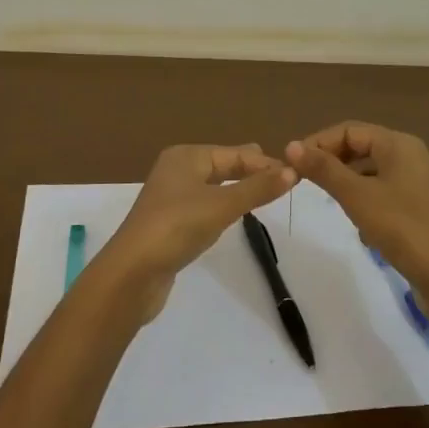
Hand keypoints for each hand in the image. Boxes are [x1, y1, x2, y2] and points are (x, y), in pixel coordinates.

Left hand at [99, 144, 295, 319]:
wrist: (132, 273)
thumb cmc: (177, 227)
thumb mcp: (222, 205)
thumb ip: (258, 189)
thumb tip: (293, 172)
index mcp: (186, 156)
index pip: (235, 154)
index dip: (265, 164)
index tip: (296, 175)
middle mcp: (177, 170)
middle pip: (224, 165)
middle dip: (252, 172)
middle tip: (285, 181)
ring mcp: (172, 197)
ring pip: (215, 186)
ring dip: (239, 189)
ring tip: (268, 195)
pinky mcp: (171, 222)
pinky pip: (206, 205)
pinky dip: (225, 206)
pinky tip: (237, 215)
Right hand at [285, 122, 428, 318]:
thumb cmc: (401, 227)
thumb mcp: (356, 196)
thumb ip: (324, 169)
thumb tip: (292, 146)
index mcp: (399, 144)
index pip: (349, 130)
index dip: (318, 142)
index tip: (292, 164)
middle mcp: (411, 155)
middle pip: (362, 146)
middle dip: (332, 161)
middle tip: (304, 180)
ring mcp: (418, 181)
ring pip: (372, 170)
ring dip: (347, 180)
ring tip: (327, 198)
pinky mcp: (420, 205)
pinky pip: (384, 190)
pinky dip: (365, 198)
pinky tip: (359, 223)